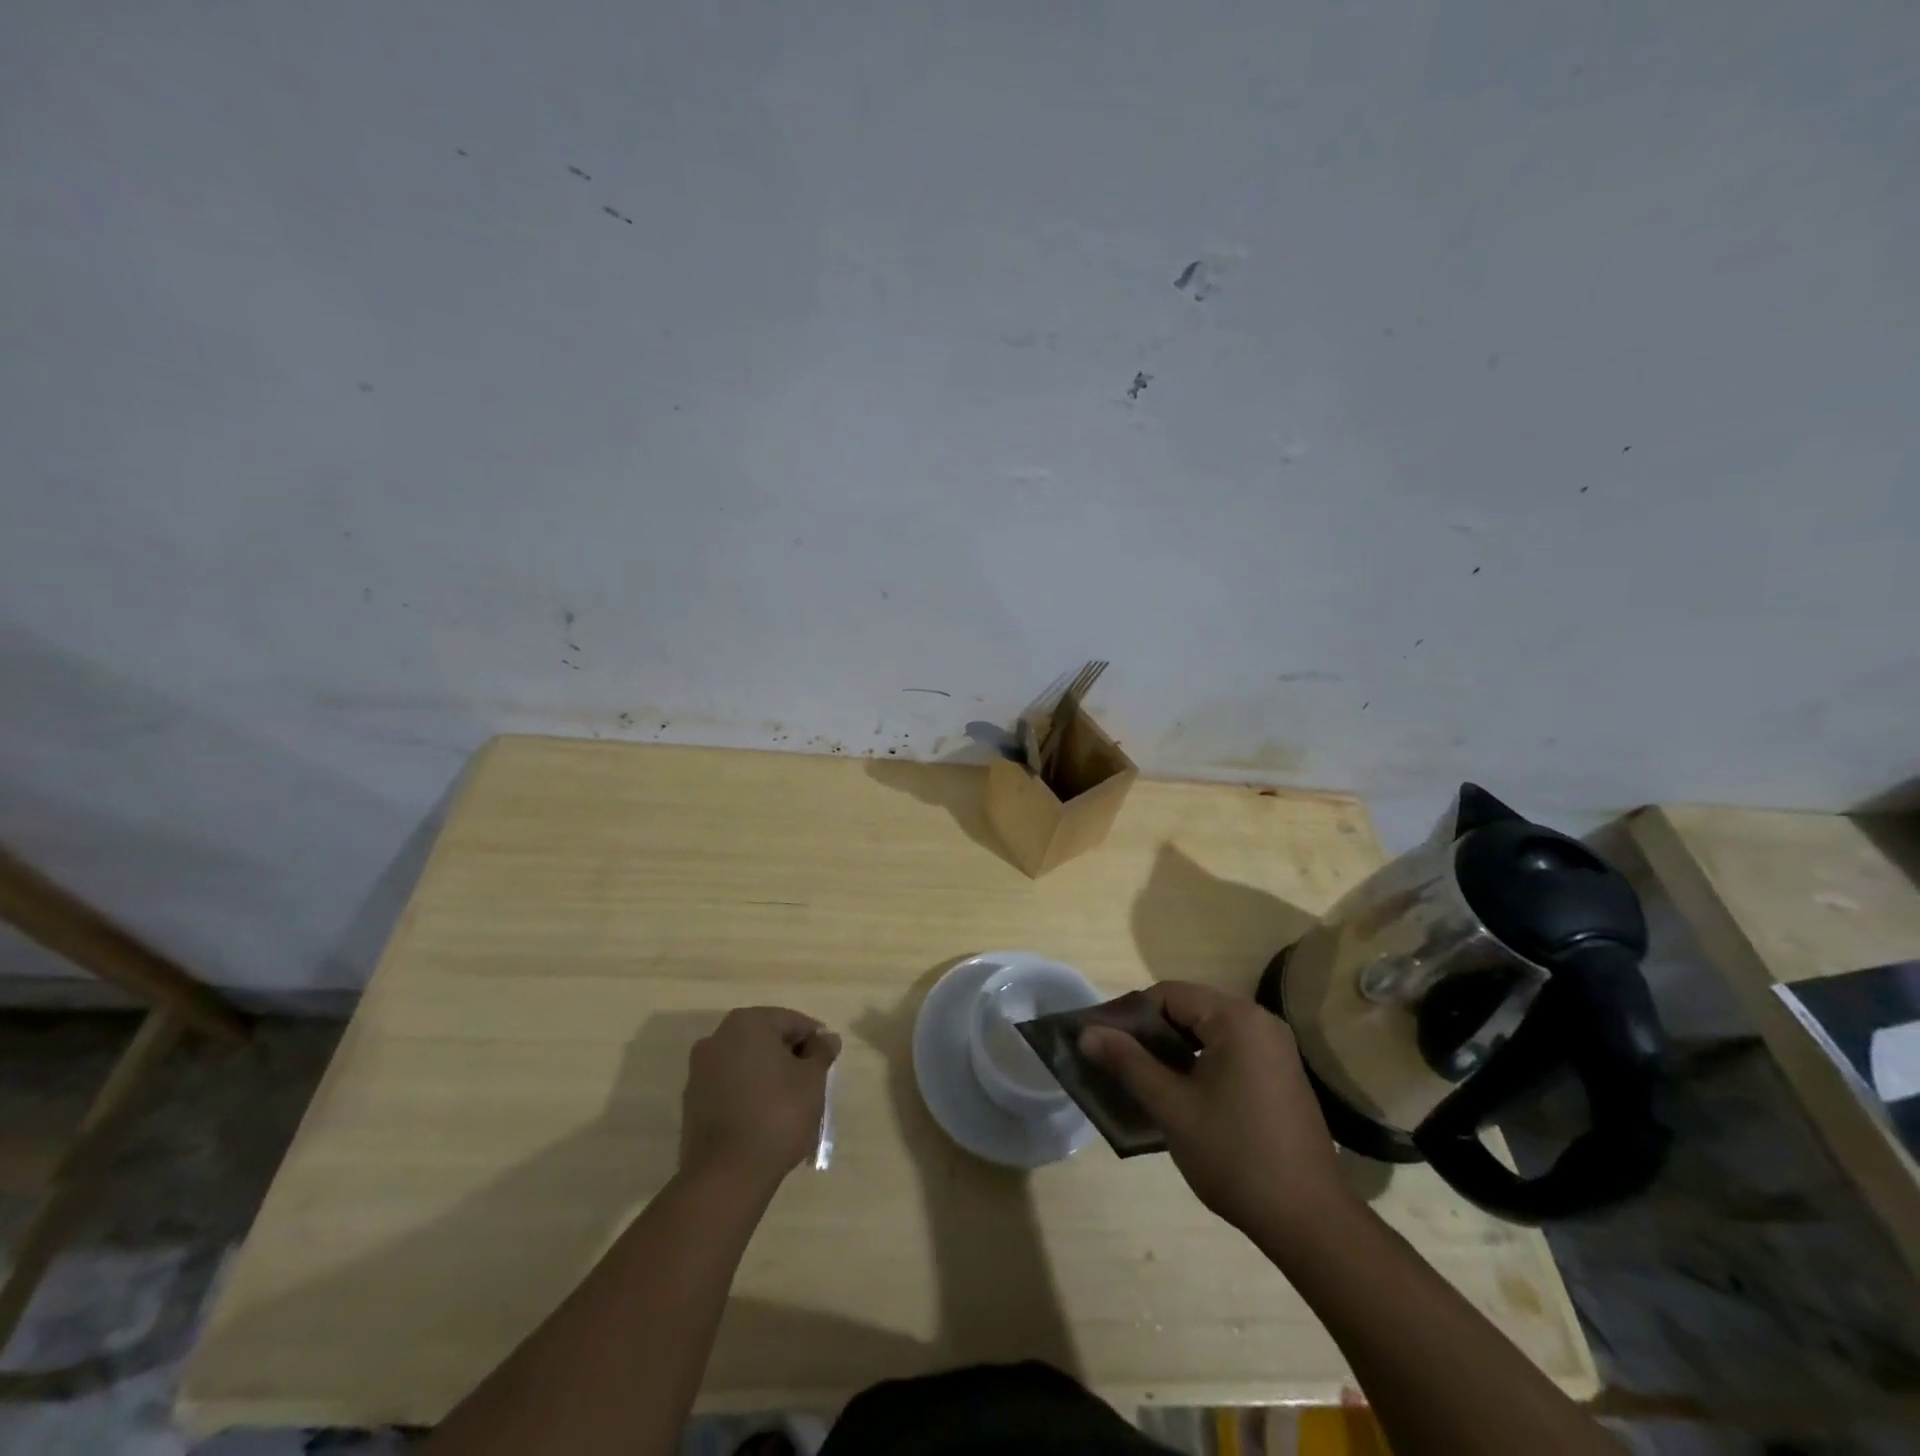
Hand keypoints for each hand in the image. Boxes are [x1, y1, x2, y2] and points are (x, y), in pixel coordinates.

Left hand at [679, 1007, 839, 1190]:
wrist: (726, 1175)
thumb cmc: (777, 1115)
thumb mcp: (812, 1080)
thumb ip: (821, 1052)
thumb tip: (827, 1038)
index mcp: (748, 1023)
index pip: (792, 1021)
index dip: (814, 1040)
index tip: (827, 1063)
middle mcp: (718, 1038)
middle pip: (766, 1038)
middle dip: (790, 1057)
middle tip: (811, 1083)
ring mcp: (700, 1070)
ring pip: (746, 1063)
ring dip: (768, 1075)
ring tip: (789, 1104)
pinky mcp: (692, 1101)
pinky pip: (729, 1086)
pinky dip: (748, 1093)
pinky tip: (764, 1118)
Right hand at [1081, 981, 1352, 1241]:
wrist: (1310, 1221)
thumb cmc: (1235, 1156)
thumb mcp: (1172, 1107)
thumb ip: (1128, 1063)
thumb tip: (1086, 1033)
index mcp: (1237, 1019)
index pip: (1169, 994)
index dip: (1131, 1014)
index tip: (1103, 1042)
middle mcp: (1260, 1022)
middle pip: (1189, 1010)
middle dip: (1150, 1033)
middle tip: (1116, 1061)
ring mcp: (1275, 1050)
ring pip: (1208, 1033)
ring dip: (1173, 1050)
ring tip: (1140, 1079)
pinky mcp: (1281, 1075)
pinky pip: (1229, 1052)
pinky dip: (1199, 1064)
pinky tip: (1180, 1094)